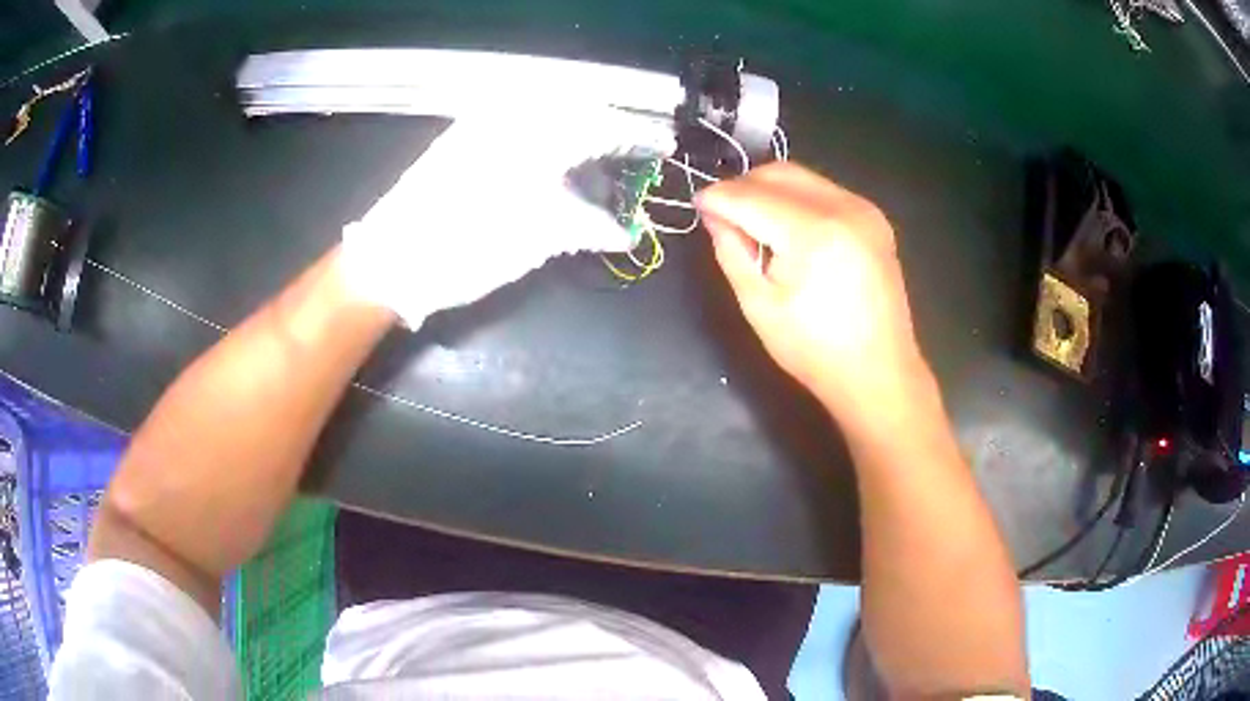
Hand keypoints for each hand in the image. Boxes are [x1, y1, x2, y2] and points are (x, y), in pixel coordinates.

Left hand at [342, 107, 674, 327]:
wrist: (389, 261)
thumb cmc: (465, 249)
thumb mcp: (536, 240)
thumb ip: (588, 226)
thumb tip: (625, 231)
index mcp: (535, 135)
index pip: (602, 123)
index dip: (638, 135)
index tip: (662, 146)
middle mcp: (511, 116)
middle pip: (578, 109)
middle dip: (610, 132)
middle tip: (630, 161)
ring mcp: (482, 124)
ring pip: (548, 115)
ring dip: (579, 135)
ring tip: (596, 166)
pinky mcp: (463, 138)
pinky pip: (518, 125)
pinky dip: (546, 140)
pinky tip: (554, 164)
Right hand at [696, 163, 931, 427]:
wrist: (879, 373)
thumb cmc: (815, 350)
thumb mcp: (759, 306)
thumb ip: (731, 251)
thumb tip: (714, 215)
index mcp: (813, 232)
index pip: (750, 196)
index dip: (717, 198)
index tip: (697, 205)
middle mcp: (842, 207)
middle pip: (777, 173)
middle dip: (742, 187)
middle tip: (723, 214)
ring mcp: (863, 209)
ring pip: (801, 176)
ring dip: (769, 190)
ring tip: (754, 223)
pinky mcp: (874, 218)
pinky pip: (823, 190)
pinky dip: (796, 198)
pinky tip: (789, 229)